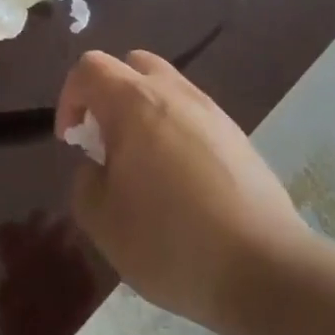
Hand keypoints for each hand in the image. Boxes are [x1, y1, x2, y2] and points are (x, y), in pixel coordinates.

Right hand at [58, 50, 306, 330]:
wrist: (264, 268)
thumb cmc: (170, 241)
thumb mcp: (102, 222)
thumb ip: (85, 183)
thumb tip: (98, 167)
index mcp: (134, 103)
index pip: (90, 68)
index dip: (70, 97)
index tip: (73, 141)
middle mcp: (174, 93)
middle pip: (132, 65)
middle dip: (109, 95)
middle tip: (106, 142)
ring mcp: (212, 112)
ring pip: (166, 88)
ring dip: (144, 113)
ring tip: (143, 166)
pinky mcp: (238, 137)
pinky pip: (193, 116)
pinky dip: (175, 132)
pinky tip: (180, 183)